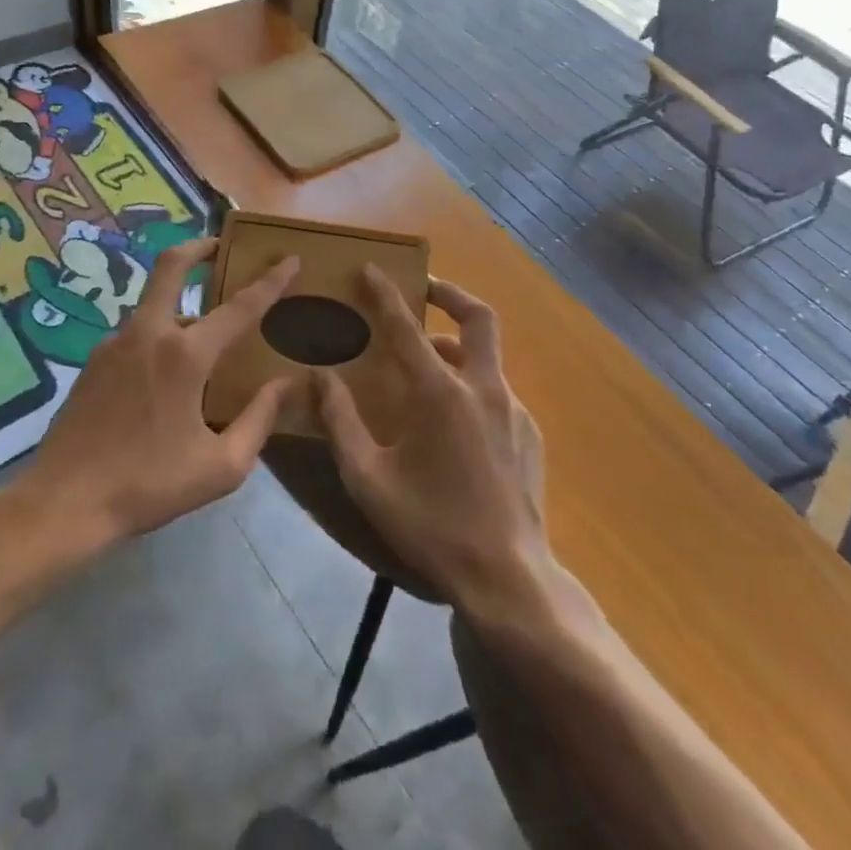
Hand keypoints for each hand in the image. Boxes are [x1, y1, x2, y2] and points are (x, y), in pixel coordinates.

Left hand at [16, 238, 299, 551]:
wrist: (62, 504)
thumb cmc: (148, 486)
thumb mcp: (220, 466)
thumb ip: (259, 420)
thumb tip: (286, 384)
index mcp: (185, 356)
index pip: (239, 307)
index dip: (270, 281)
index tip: (291, 259)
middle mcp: (149, 334)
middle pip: (171, 266)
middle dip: (199, 246)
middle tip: (220, 245)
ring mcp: (115, 343)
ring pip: (155, 304)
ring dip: (181, 303)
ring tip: (204, 338)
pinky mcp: (94, 361)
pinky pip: (137, 334)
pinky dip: (160, 336)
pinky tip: (166, 376)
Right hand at [318, 268, 550, 614]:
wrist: (509, 581)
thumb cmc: (431, 527)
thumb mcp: (369, 479)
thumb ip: (341, 422)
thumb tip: (320, 377)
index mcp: (441, 394)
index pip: (407, 328)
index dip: (386, 294)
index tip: (372, 268)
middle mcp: (483, 389)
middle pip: (478, 318)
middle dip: (450, 293)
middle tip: (424, 289)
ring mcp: (513, 411)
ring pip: (487, 358)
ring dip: (456, 348)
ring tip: (426, 368)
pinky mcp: (530, 436)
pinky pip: (496, 393)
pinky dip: (471, 387)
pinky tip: (453, 423)